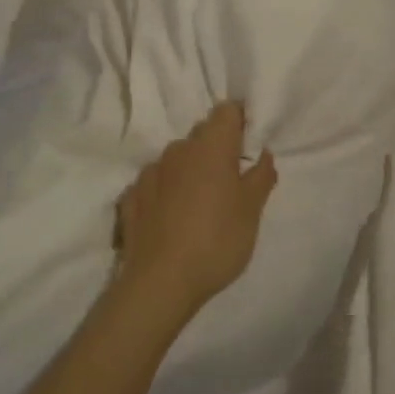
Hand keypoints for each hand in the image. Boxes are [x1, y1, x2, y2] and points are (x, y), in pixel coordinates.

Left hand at [116, 102, 277, 319]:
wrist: (160, 282)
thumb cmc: (217, 240)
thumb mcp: (252, 211)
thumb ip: (261, 176)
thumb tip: (263, 154)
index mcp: (210, 147)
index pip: (227, 111)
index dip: (240, 121)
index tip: (249, 145)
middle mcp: (177, 150)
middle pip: (202, 136)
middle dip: (218, 151)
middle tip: (231, 182)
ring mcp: (150, 173)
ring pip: (177, 160)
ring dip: (190, 172)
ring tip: (200, 206)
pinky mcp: (131, 197)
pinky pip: (155, 184)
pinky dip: (166, 193)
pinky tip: (172, 219)